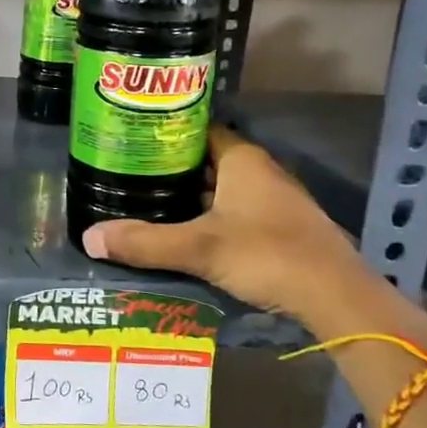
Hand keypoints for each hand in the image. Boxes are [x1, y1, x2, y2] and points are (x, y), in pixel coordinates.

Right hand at [80, 126, 425, 341]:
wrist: (337, 298)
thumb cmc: (267, 255)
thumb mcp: (200, 248)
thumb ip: (145, 242)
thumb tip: (89, 238)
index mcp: (242, 160)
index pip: (199, 129)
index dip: (166, 132)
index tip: (133, 140)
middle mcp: (261, 172)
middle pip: (208, 160)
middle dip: (172, 168)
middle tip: (131, 175)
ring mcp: (275, 200)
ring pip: (223, 188)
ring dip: (192, 196)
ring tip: (149, 203)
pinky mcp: (282, 228)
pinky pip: (236, 211)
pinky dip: (211, 216)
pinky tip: (187, 233)